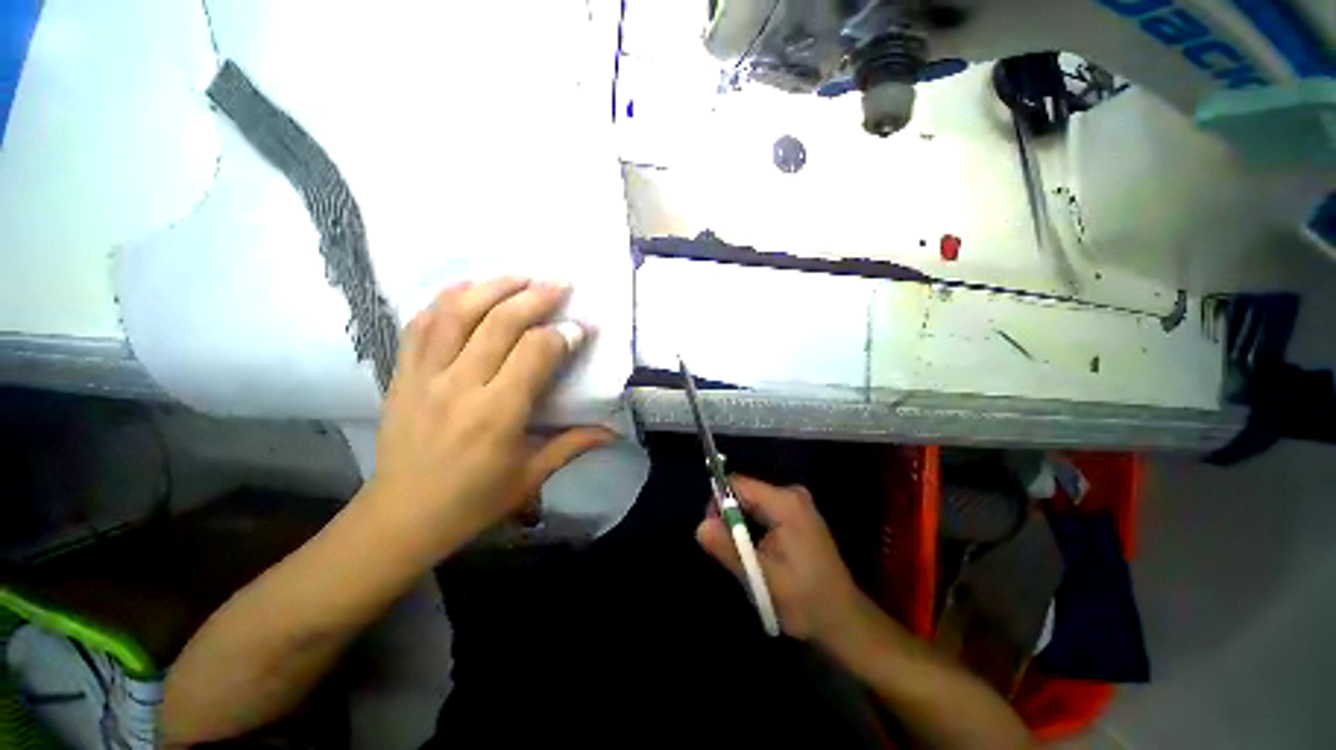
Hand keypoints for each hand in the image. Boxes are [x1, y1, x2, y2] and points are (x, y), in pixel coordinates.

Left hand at [363, 277, 615, 559]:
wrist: (401, 517)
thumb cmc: (474, 501)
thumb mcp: (531, 476)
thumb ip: (573, 445)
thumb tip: (614, 430)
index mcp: (497, 413)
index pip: (535, 353)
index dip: (562, 335)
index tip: (580, 328)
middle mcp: (460, 385)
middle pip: (499, 323)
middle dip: (535, 297)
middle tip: (559, 284)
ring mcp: (424, 375)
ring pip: (456, 313)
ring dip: (492, 287)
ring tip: (519, 277)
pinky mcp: (402, 375)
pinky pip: (420, 325)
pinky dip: (445, 300)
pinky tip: (467, 289)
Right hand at [696, 476, 873, 648]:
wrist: (844, 620)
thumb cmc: (806, 601)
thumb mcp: (763, 578)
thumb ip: (730, 550)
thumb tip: (700, 525)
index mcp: (785, 502)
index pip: (737, 484)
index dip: (719, 503)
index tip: (715, 534)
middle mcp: (791, 494)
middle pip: (744, 492)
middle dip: (730, 519)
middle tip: (732, 553)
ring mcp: (796, 504)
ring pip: (751, 503)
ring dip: (741, 527)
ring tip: (748, 558)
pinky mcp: (797, 515)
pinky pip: (762, 511)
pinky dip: (753, 529)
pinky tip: (760, 554)